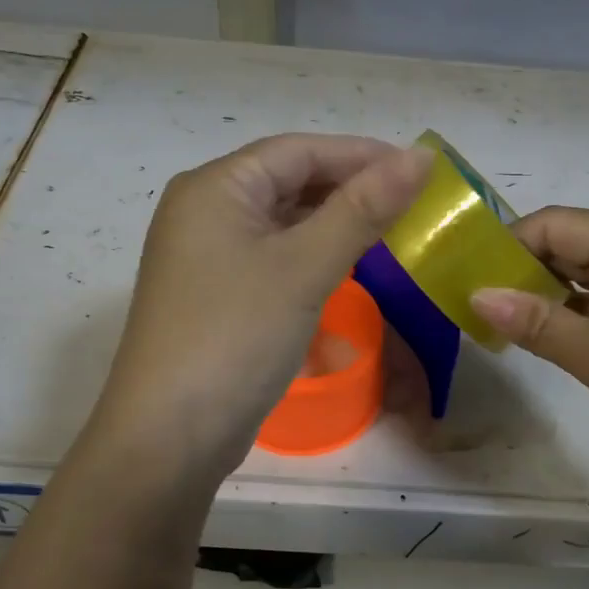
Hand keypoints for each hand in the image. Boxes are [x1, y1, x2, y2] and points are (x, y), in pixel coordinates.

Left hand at [79, 135, 434, 493]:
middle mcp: (203, 210)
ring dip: (333, 220)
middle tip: (412, 202)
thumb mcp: (305, 267)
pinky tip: (346, 264)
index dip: (361, 154)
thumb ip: (363, 208)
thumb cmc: (235, 335)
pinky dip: (310, 252)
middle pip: (287, 180)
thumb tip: (420, 157)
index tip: (419, 168)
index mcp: (214, 187)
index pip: (298, 151)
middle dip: (349, 187)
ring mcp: (204, 254)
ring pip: (281, 220)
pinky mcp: (214, 292)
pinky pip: (271, 254)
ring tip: (390, 229)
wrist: (168, 438)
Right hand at [470, 207, 588, 511]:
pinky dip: (569, 315)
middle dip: (519, 270)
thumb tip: (476, 293)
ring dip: (542, 295)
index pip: (555, 224)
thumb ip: (539, 324)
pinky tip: (540, 337)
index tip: (465, 276)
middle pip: (568, 245)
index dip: (507, 245)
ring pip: (582, 275)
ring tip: (496, 321)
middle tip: (472, 302)